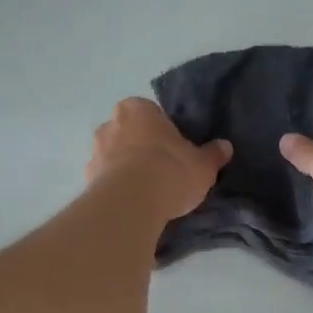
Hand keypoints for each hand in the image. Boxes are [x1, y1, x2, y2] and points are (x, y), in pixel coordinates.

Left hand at [87, 98, 231, 222]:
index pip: (150, 112)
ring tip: (147, 191)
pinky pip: (106, 179)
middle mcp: (111, 124)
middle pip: (129, 132)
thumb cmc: (170, 171)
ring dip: (126, 167)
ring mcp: (95, 151)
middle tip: (161, 168)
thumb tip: (225, 146)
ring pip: (114, 156)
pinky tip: (132, 204)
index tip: (174, 148)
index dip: (162, 130)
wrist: (131, 203)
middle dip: (140, 146)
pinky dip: (116, 188)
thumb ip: (213, 154)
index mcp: (138, 108)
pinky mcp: (87, 179)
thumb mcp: (203, 165)